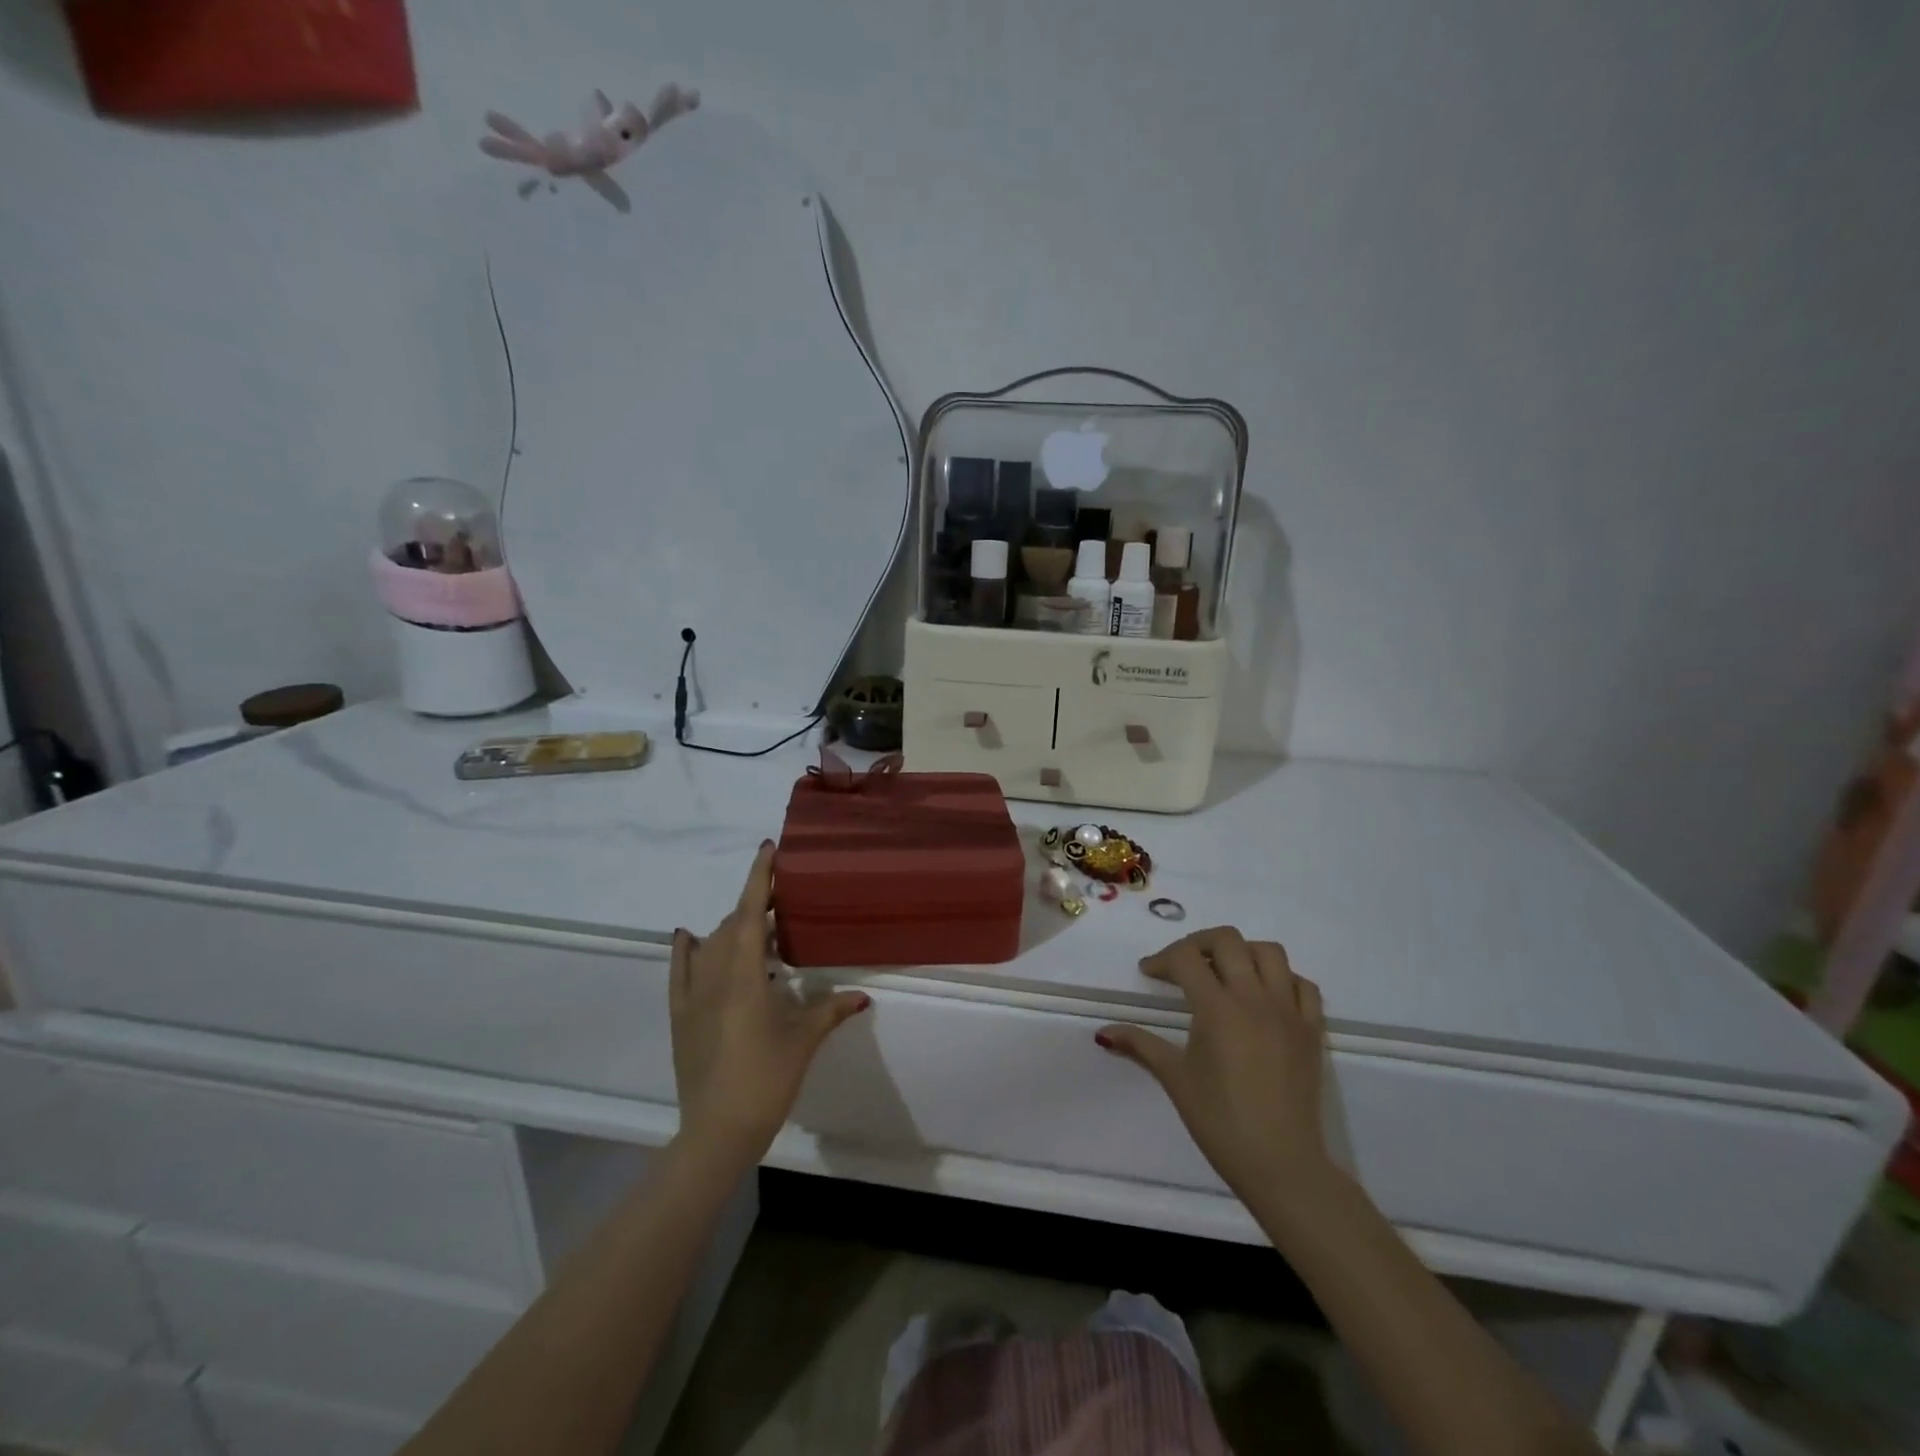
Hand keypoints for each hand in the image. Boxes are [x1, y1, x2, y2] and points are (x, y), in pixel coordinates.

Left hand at [670, 842, 868, 1172]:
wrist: (716, 1130)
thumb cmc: (766, 1080)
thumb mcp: (803, 1041)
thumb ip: (831, 1011)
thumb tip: (862, 996)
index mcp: (745, 976)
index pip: (752, 914)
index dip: (760, 879)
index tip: (768, 849)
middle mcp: (715, 975)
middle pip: (734, 925)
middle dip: (757, 906)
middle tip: (785, 903)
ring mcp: (692, 995)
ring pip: (711, 944)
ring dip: (733, 928)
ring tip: (760, 930)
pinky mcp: (680, 1015)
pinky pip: (679, 971)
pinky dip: (686, 949)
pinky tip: (688, 936)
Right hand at [1097, 927, 1333, 1207]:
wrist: (1281, 1164)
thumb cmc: (1220, 1121)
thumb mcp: (1175, 1078)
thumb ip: (1140, 1045)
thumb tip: (1103, 1032)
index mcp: (1217, 1008)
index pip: (1186, 958)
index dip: (1162, 959)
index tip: (1150, 974)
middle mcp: (1254, 998)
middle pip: (1228, 940)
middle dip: (1199, 943)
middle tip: (1184, 965)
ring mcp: (1288, 1011)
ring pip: (1270, 952)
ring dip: (1243, 953)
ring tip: (1226, 973)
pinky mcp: (1311, 1030)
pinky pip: (1303, 985)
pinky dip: (1283, 979)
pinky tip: (1265, 996)